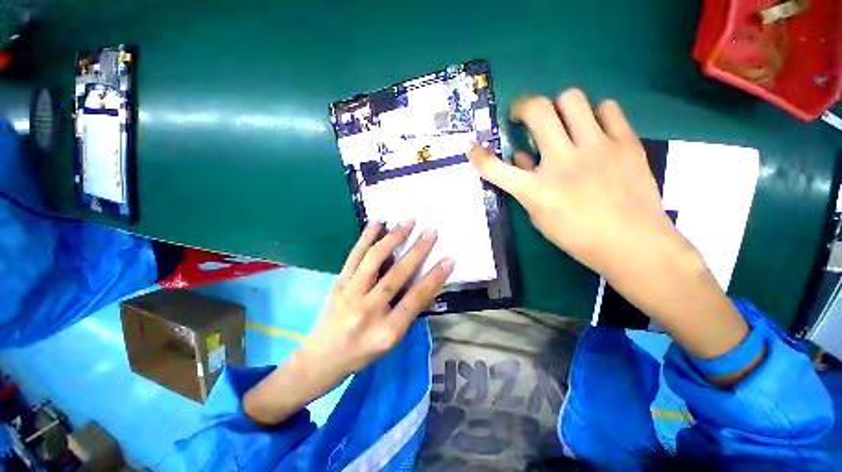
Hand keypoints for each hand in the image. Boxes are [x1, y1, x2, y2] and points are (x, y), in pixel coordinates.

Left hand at [244, 221, 453, 424]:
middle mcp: (367, 311)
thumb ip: (410, 312)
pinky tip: (377, 222)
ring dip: (392, 238)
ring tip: (408, 220)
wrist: (322, 358)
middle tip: (431, 231)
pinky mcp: (338, 283)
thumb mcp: (392, 340)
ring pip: (373, 261)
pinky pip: (353, 257)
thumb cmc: (363, 352)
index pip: (415, 299)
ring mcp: (350, 294)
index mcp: (386, 331)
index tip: (449, 259)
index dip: (434, 278)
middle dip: (417, 251)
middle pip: (395, 276)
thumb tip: (429, 285)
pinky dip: (366, 237)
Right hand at [469, 88, 680, 278]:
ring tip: (561, 120)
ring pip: (572, 99)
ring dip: (559, 106)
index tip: (472, 147)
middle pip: (536, 111)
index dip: (478, 156)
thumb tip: (520, 158)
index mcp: (536, 190)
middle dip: (522, 106)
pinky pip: (608, 108)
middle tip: (521, 115)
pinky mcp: (625, 143)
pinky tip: (594, 129)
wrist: (633, 243)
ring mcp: (596, 148)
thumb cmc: (578, 237)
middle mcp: (562, 162)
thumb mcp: (541, 217)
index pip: (495, 168)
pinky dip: (595, 115)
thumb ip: (526, 186)